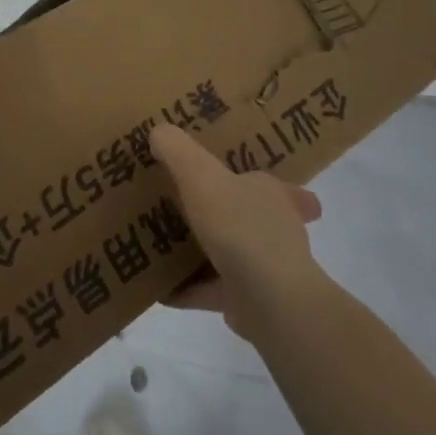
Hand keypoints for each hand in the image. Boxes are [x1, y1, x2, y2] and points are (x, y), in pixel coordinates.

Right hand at [153, 124, 323, 338]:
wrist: (270, 300)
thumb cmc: (240, 226)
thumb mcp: (200, 174)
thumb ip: (177, 150)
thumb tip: (159, 132)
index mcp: (272, 195)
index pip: (276, 183)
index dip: (258, 179)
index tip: (239, 177)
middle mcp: (275, 230)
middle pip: (248, 218)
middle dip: (223, 215)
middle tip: (184, 208)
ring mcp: (265, 270)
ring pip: (229, 254)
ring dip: (202, 252)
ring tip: (163, 245)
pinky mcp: (249, 302)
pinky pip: (211, 290)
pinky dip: (187, 288)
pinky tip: (158, 287)